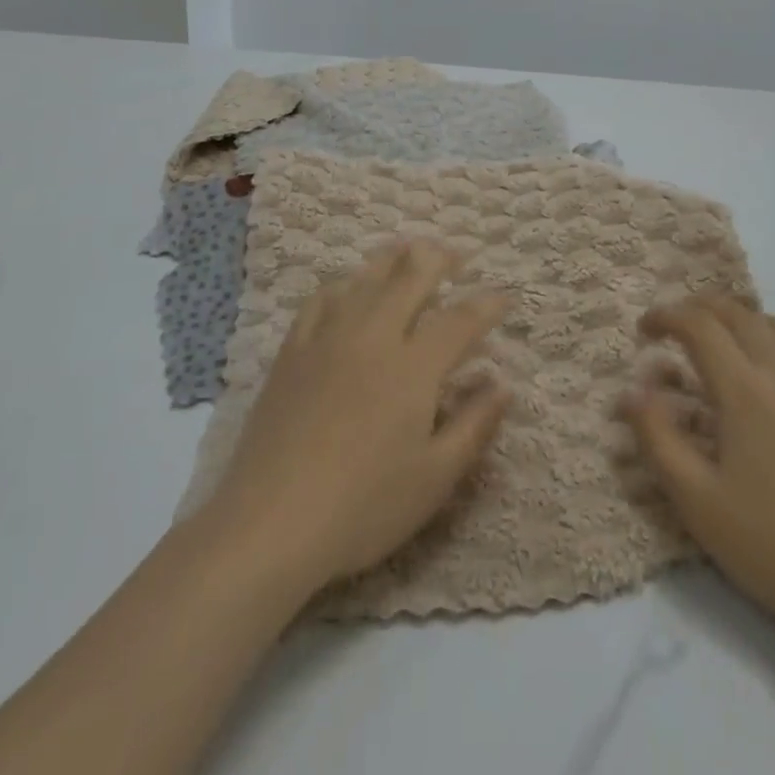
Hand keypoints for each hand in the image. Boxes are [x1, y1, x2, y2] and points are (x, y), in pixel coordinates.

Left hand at [201, 240, 511, 592]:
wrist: (270, 523)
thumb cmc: (363, 507)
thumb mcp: (434, 479)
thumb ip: (474, 425)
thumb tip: (503, 384)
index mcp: (413, 367)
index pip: (459, 320)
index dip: (486, 304)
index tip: (504, 296)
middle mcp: (373, 336)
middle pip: (411, 276)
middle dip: (440, 258)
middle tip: (456, 255)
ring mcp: (328, 338)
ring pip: (366, 278)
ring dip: (394, 258)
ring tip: (409, 250)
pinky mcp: (293, 351)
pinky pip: (321, 299)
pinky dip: (343, 284)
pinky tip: (348, 287)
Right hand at [625, 297, 774, 625]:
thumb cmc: (767, 542)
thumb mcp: (694, 498)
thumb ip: (656, 437)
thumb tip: (630, 391)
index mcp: (743, 390)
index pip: (700, 326)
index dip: (666, 316)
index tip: (643, 331)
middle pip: (740, 314)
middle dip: (700, 308)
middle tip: (675, 325)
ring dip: (746, 319)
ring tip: (725, 338)